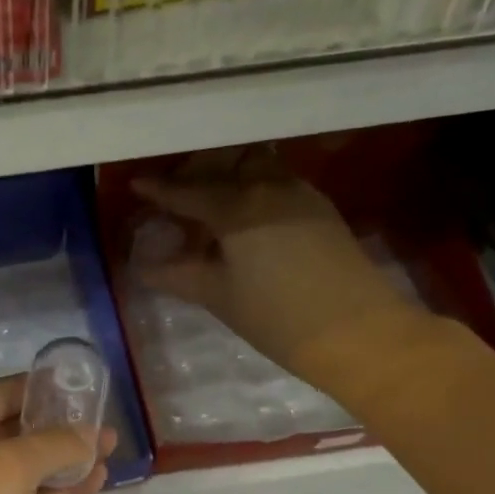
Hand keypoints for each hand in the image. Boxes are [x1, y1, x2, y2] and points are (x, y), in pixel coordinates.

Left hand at [0, 375, 115, 493]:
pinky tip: (93, 484)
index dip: (38, 387)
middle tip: (105, 423)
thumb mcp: (8, 469)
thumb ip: (53, 445)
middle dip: (57, 426)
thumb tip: (89, 434)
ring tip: (111, 452)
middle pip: (11, 431)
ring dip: (63, 461)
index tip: (81, 385)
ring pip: (23, 470)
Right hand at [133, 148, 426, 390]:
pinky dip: (254, 190)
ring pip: (258, 167)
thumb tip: (144, 268)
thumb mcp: (218, 296)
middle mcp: (270, 187)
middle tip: (177, 190)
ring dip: (230, 176)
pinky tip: (245, 220)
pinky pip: (277, 183)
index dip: (159, 190)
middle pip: (228, 161)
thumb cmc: (277, 317)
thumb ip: (177, 275)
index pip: (188, 192)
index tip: (136, 183)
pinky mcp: (321, 209)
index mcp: (238, 207)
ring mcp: (301, 194)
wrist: (358, 333)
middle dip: (199, 170)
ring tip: (210, 205)